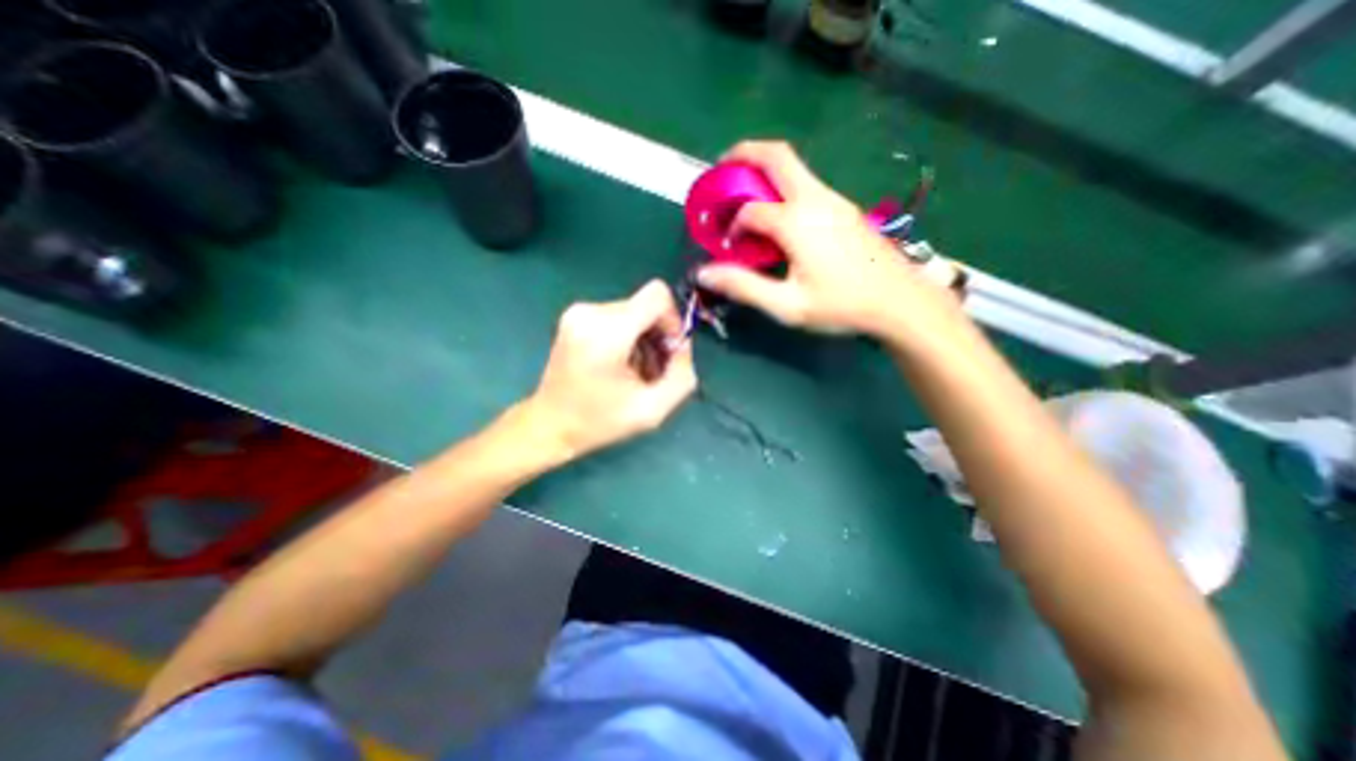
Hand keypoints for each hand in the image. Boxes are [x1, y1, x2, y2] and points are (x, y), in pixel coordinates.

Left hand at [527, 281, 696, 457]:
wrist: (550, 425)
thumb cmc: (599, 422)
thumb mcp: (652, 410)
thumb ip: (681, 375)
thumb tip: (683, 344)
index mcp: (607, 332)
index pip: (657, 295)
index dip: (672, 320)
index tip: (668, 350)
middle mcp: (590, 312)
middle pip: (645, 306)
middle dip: (657, 335)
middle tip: (653, 370)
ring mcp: (579, 312)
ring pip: (633, 311)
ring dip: (643, 339)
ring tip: (635, 371)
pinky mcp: (575, 316)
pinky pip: (617, 316)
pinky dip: (627, 337)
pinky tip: (621, 364)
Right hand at [694, 139, 970, 343]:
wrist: (900, 300)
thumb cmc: (842, 305)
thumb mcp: (787, 305)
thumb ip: (744, 287)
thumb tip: (703, 274)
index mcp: (797, 222)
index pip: (750, 211)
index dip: (733, 227)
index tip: (730, 249)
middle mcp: (815, 199)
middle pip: (777, 156)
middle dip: (744, 153)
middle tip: (722, 166)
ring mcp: (834, 199)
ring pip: (795, 167)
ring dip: (765, 169)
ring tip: (746, 191)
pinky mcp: (845, 207)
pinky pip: (807, 184)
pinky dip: (783, 186)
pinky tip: (780, 215)